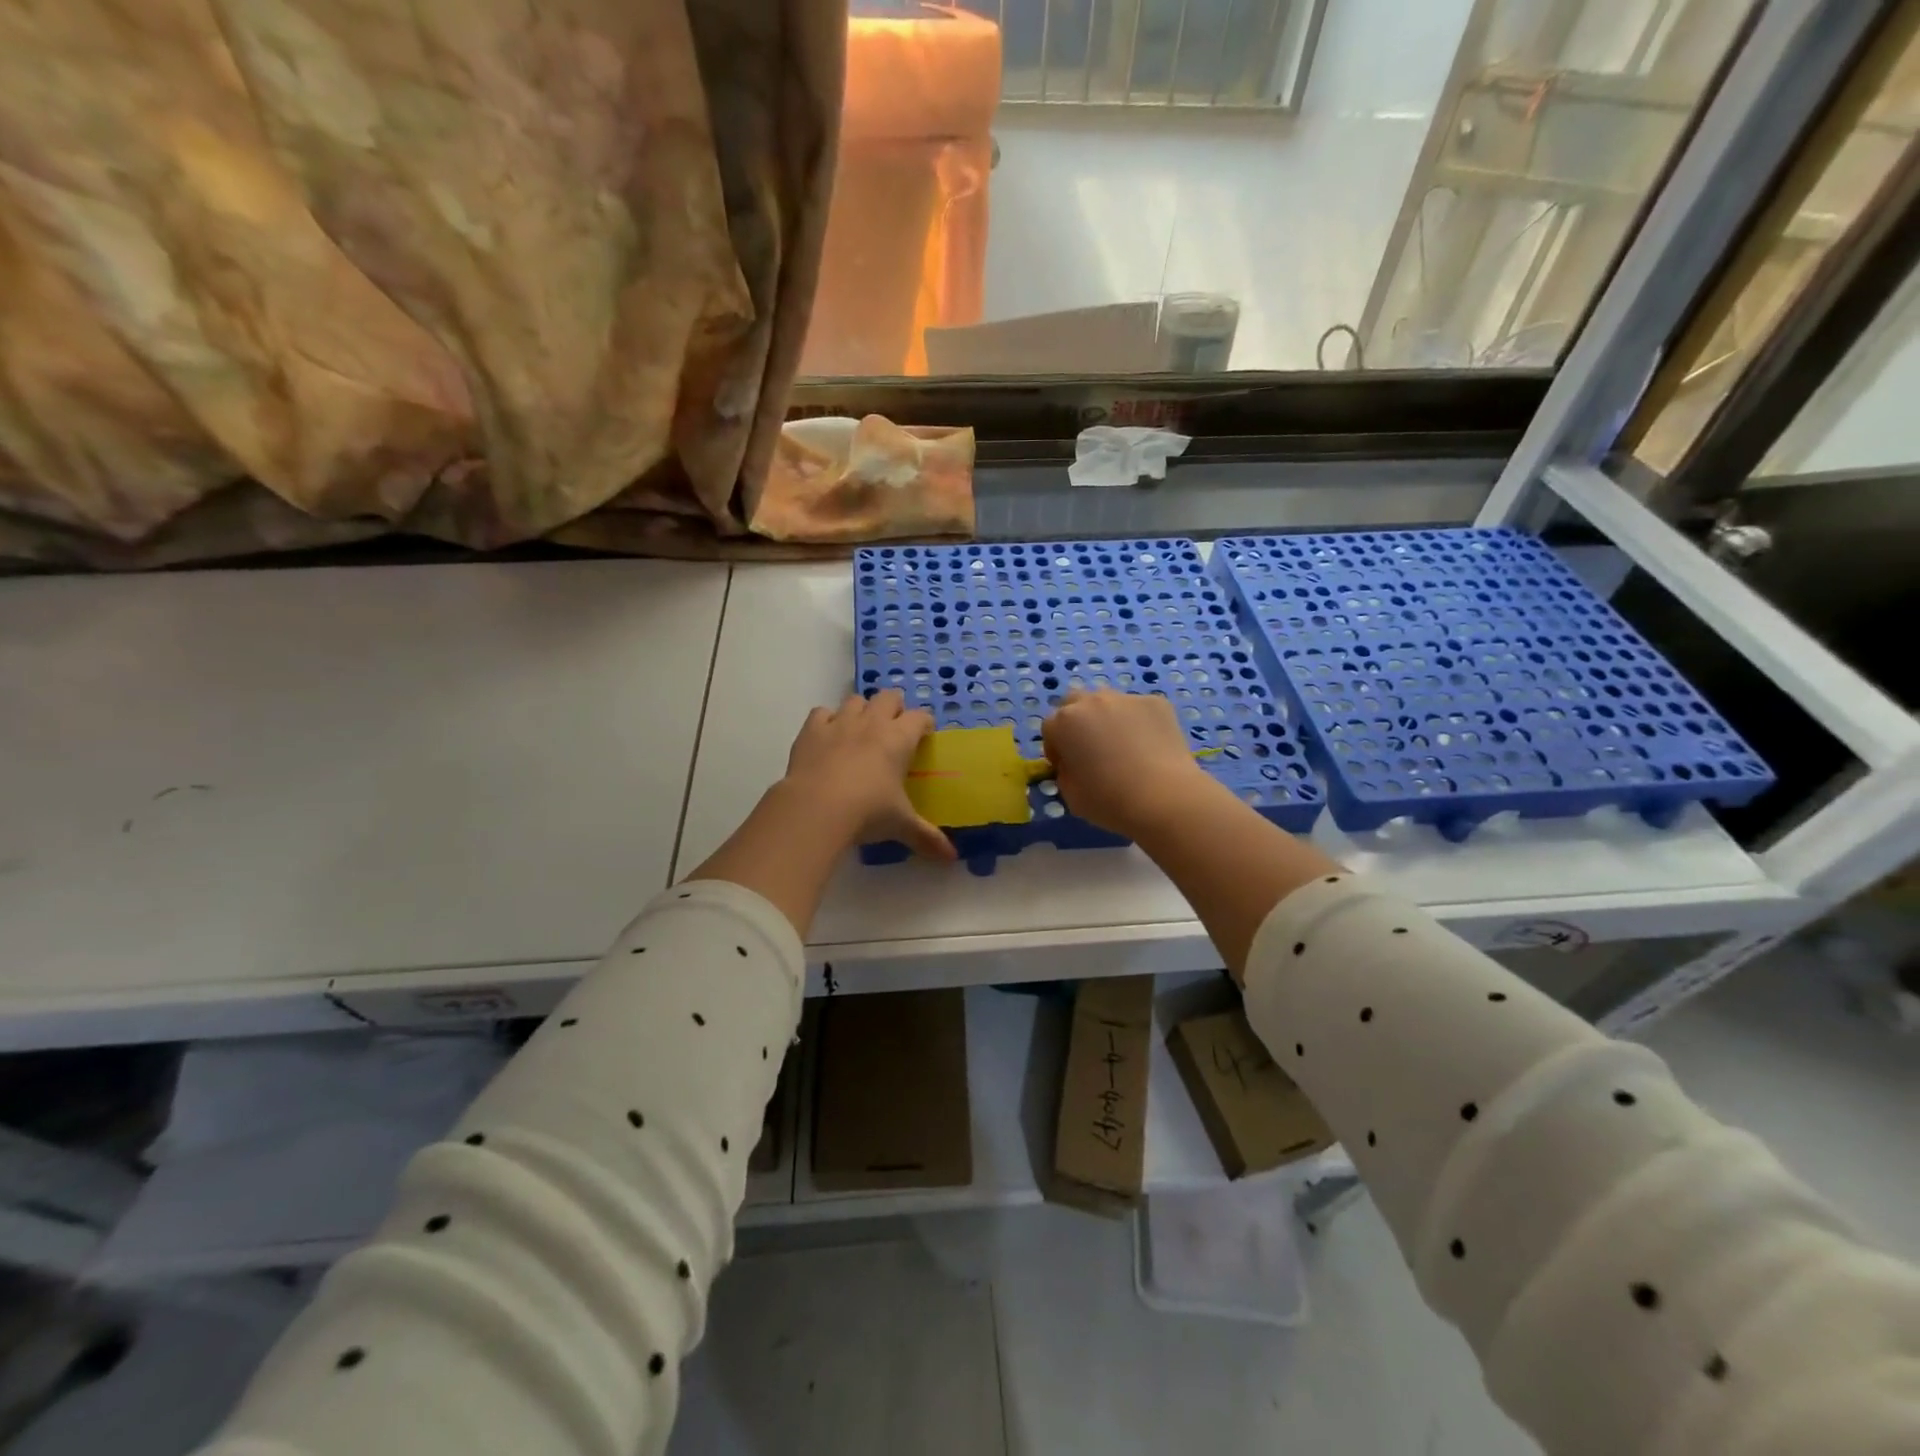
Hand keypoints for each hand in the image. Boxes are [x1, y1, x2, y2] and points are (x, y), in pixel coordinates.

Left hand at [781, 690, 955, 861]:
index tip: (924, 734)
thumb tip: (951, 857)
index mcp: (899, 739)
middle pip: (889, 697)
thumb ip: (926, 837)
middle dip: (894, 707)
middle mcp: (871, 723)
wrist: (816, 808)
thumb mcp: (901, 824)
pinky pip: (822, 712)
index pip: (919, 718)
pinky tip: (828, 736)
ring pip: (855, 700)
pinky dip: (827, 720)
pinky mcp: (811, 730)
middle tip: (894, 729)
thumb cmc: (868, 812)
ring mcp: (839, 723)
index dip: (924, 724)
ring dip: (861, 710)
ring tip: (861, 730)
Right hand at [1041, 688, 1215, 838]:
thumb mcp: (1070, 795)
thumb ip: (1065, 773)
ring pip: (1108, 703)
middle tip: (1090, 749)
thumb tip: (1074, 765)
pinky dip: (1139, 723)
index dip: (1056, 748)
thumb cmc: (1109, 801)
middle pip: (1075, 704)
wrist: (1164, 798)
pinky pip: (1138, 710)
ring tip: (1124, 746)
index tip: (1068, 766)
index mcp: (1064, 722)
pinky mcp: (1156, 703)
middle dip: (1077, 722)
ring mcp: (1126, 698)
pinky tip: (1149, 747)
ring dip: (1107, 719)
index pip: (1050, 727)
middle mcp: (1091, 701)